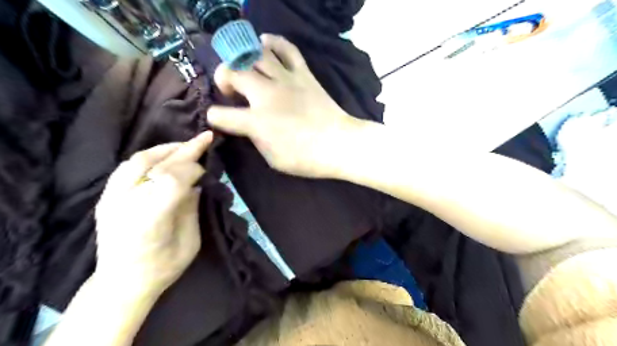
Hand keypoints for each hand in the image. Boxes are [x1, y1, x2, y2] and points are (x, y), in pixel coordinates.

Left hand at [94, 131, 213, 296]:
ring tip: (184, 146)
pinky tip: (162, 159)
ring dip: (165, 149)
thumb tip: (196, 184)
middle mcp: (127, 203)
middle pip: (157, 164)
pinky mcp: (106, 198)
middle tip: (205, 137)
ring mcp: (112, 199)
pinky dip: (148, 158)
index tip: (207, 170)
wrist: (120, 284)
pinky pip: (126, 168)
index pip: (173, 178)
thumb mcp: (190, 242)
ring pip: (138, 161)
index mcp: (151, 218)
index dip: (194, 168)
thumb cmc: (162, 268)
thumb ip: (191, 208)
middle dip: (185, 149)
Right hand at [209, 33, 361, 177]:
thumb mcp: (272, 158)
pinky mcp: (303, 74)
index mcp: (256, 122)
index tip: (219, 120)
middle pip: (232, 72)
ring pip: (255, 55)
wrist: (338, 144)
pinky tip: (265, 44)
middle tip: (231, 90)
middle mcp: (265, 95)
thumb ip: (255, 139)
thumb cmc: (305, 158)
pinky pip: (287, 49)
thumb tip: (247, 126)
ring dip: (243, 59)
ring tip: (246, 69)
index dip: (214, 117)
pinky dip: (273, 42)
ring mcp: (285, 81)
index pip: (220, 115)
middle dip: (223, 79)